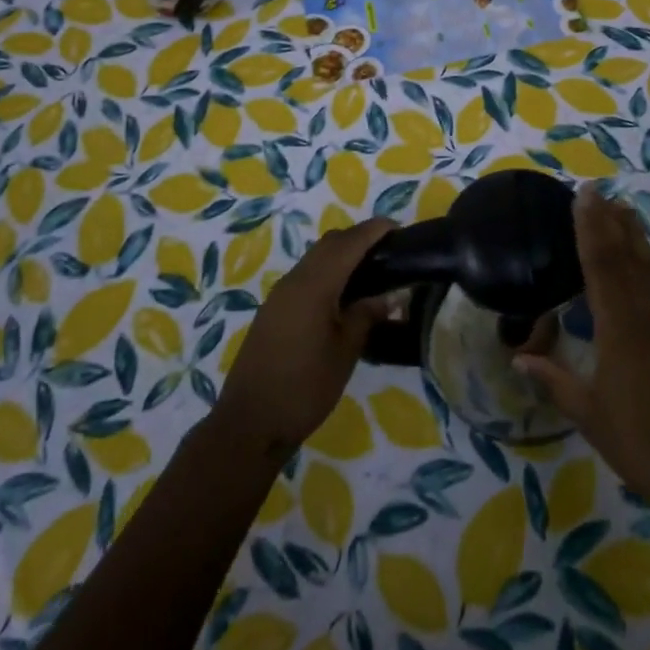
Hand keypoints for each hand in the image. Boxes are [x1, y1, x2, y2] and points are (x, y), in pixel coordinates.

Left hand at [212, 217, 395, 459]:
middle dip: (358, 238)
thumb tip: (390, 295)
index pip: (349, 243)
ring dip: (341, 255)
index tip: (398, 227)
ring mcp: (279, 295)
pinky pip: (305, 276)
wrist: (251, 422)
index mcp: (314, 285)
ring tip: (370, 271)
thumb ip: (367, 315)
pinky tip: (342, 295)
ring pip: (315, 258)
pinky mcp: (273, 310)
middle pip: (329, 244)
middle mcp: (294, 280)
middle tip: (388, 251)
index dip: (374, 230)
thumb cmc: (305, 388)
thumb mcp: (346, 352)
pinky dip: (327, 272)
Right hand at [515, 184, 649, 511]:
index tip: (581, 197)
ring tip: (625, 208)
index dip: (588, 227)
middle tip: (597, 191)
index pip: (599, 264)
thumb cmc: (637, 442)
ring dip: (638, 237)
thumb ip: (553, 379)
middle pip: (626, 257)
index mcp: (617, 326)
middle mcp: (647, 314)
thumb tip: (518, 357)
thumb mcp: (587, 412)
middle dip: (609, 221)